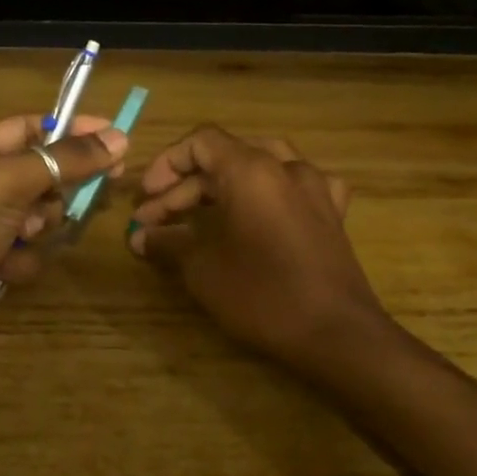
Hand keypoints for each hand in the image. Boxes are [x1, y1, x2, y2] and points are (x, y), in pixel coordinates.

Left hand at [0, 113, 127, 381]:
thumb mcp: (6, 183)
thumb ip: (63, 159)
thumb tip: (118, 138)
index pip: (28, 127)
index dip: (73, 129)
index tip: (117, 138)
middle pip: (38, 172)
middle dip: (57, 188)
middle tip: (91, 192)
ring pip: (38, 216)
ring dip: (38, 228)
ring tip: (20, 237)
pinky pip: (26, 252)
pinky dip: (21, 261)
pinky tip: (2, 271)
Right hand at [128, 126, 384, 370]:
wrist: (336, 333)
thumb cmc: (262, 295)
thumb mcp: (203, 270)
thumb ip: (169, 243)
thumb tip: (140, 237)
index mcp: (251, 169)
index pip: (201, 142)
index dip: (166, 164)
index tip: (146, 198)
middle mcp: (286, 167)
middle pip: (226, 158)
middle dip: (185, 187)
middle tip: (154, 220)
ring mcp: (315, 188)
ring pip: (261, 167)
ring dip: (225, 186)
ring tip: (200, 212)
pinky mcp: (332, 214)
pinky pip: (296, 187)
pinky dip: (270, 193)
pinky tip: (264, 211)